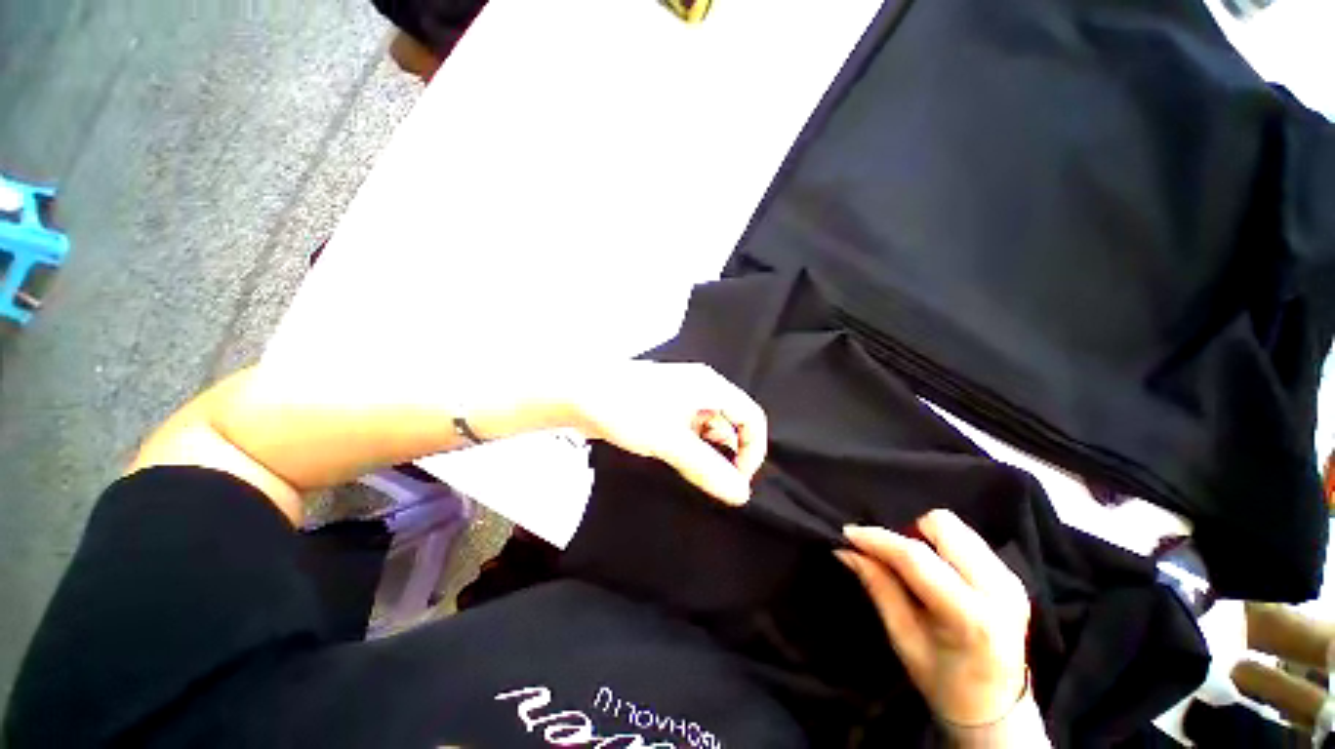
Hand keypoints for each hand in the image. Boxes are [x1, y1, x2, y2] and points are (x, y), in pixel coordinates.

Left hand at [570, 361, 767, 505]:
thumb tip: (740, 494)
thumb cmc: (627, 408)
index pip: (751, 418)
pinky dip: (690, 449)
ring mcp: (681, 397)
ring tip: (693, 474)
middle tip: (714, 483)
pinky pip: (689, 430)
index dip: (753, 451)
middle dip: (729, 455)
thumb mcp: (670, 441)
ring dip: (707, 454)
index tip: (737, 480)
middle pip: (732, 424)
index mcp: (710, 386)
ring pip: (709, 430)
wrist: (577, 393)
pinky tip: (676, 462)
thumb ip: (707, 468)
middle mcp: (701, 388)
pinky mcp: (665, 407)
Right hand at [837, 510, 1031, 727]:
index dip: (878, 539)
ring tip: (914, 568)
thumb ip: (879, 587)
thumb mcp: (903, 639)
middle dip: (907, 533)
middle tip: (891, 559)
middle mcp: (999, 590)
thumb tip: (847, 550)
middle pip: (943, 526)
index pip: (917, 558)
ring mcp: (1011, 579)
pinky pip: (967, 539)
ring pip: (956, 527)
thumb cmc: (944, 682)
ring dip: (925, 538)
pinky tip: (937, 572)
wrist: (997, 710)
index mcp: (972, 617)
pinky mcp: (1013, 575)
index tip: (849, 533)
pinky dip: (941, 546)